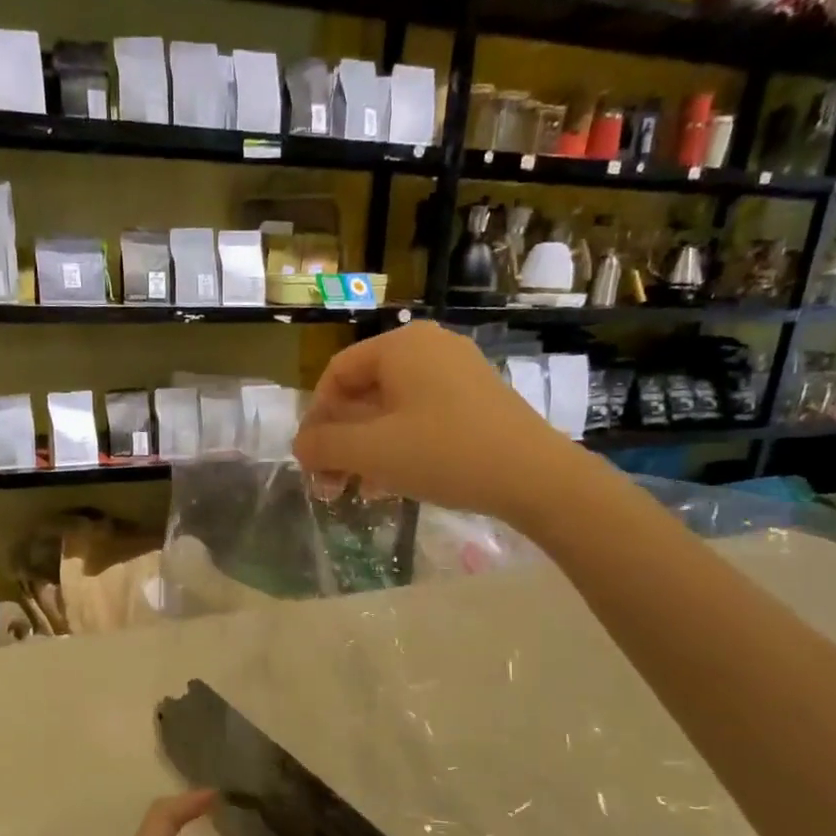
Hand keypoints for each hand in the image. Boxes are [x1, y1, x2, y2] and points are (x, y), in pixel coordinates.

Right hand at [293, 321, 568, 518]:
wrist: (535, 477)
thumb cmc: (444, 453)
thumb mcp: (372, 451)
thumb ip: (325, 445)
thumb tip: (301, 446)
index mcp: (401, 346)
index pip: (337, 373)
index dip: (316, 417)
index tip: (311, 459)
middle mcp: (429, 348)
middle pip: (364, 392)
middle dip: (341, 440)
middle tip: (330, 483)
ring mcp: (458, 373)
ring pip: (392, 409)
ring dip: (366, 449)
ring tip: (358, 490)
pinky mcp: (477, 400)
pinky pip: (421, 417)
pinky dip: (398, 446)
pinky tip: (391, 484)